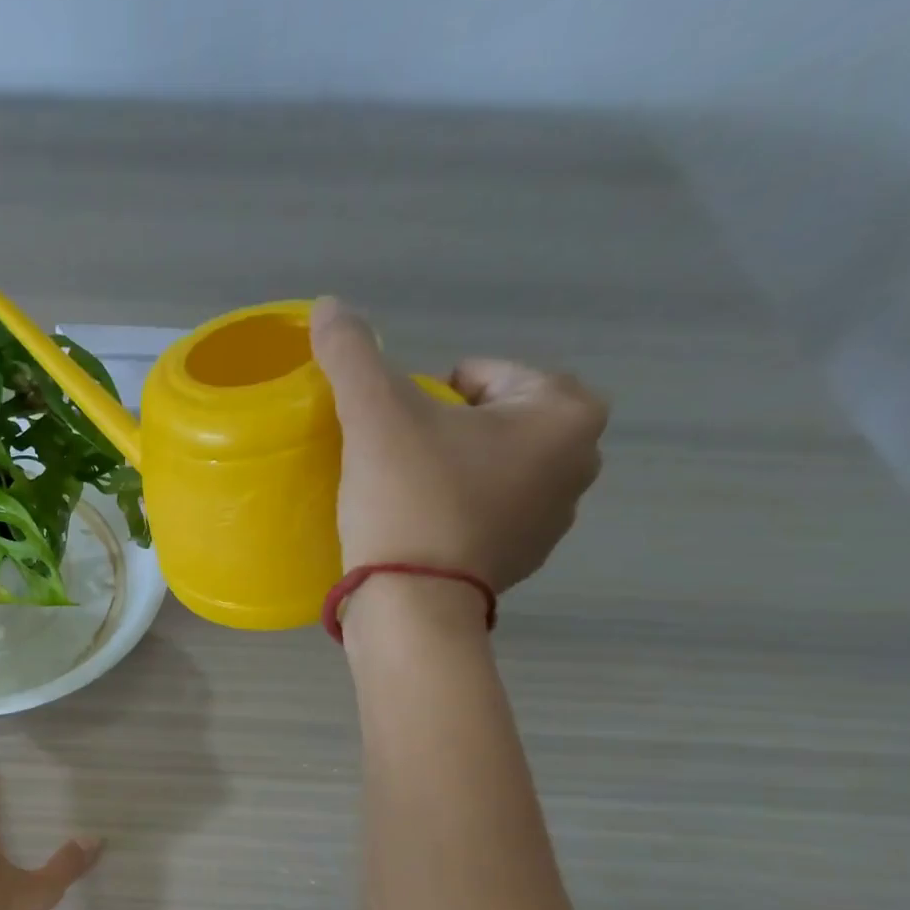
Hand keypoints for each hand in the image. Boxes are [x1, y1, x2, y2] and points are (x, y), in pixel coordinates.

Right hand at [311, 297, 607, 596]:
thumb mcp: (374, 415)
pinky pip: (487, 512)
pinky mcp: (522, 560)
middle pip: (494, 419)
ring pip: (492, 467)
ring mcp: (555, 519)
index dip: (430, 392)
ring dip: (453, 468)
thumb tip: (328, 305)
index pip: (486, 374)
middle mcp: (580, 462)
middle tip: (396, 457)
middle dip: (448, 429)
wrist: (411, 604)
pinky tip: (416, 526)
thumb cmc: (408, 499)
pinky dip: (456, 510)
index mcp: (566, 413)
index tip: (396, 425)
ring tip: (402, 492)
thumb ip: (353, 354)